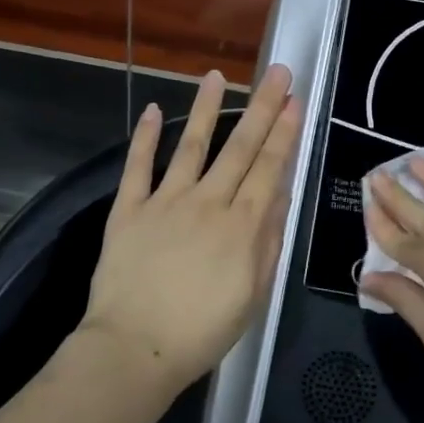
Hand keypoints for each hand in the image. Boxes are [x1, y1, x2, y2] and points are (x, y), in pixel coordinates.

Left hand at [81, 66, 300, 390]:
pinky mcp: (129, 210)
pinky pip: (138, 167)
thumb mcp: (253, 294)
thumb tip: (280, 195)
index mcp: (242, 226)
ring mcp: (166, 201)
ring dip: (206, 109)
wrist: (135, 349)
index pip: (269, 168)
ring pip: (192, 146)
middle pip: (240, 147)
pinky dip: (145, 138)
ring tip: (216, 76)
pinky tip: (153, 111)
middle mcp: (208, 203)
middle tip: (276, 72)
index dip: (284, 132)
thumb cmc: (202, 332)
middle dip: (262, 108)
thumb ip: (268, 242)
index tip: (294, 101)